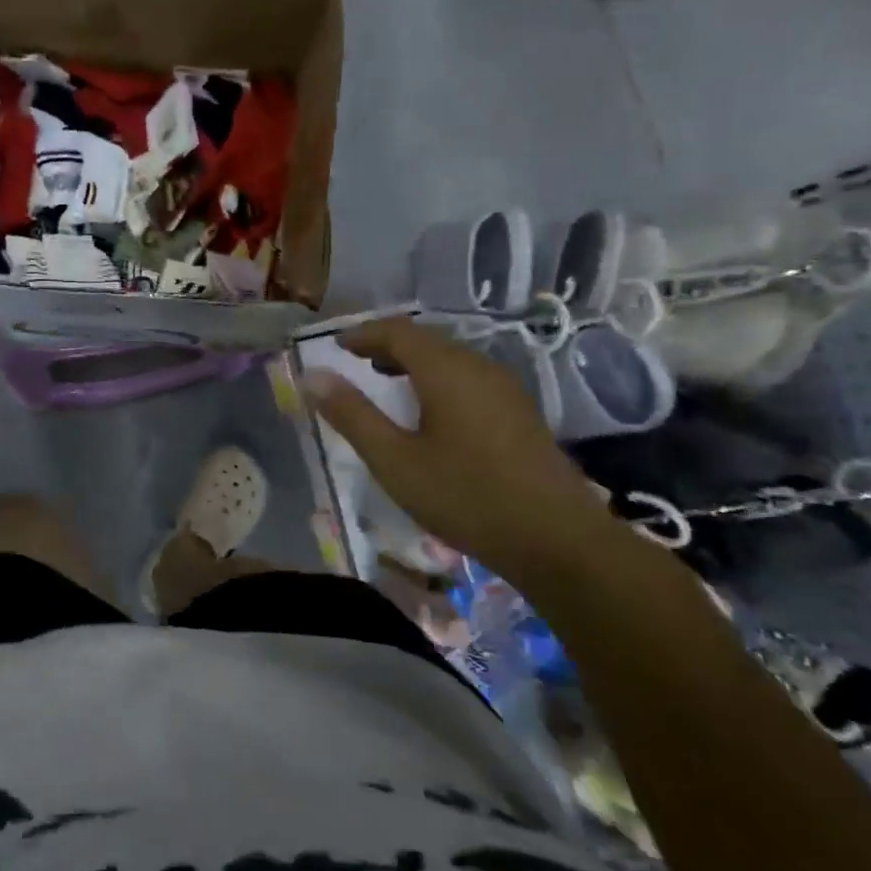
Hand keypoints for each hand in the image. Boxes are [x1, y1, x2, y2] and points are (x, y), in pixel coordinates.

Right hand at [304, 318, 614, 572]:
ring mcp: (504, 388)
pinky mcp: (519, 412)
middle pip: (425, 340)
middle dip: (386, 345)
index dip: (362, 333)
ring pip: (449, 358)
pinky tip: (430, 411)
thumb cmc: (465, 496)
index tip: (335, 345)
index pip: (397, 331)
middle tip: (355, 361)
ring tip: (385, 380)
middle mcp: (478, 367)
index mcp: (446, 370)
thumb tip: (312, 376)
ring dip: (412, 362)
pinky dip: (437, 378)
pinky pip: (467, 377)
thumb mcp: (394, 460)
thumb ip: (352, 414)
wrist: (557, 540)